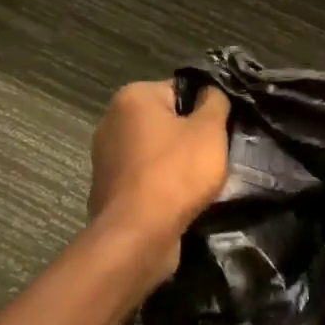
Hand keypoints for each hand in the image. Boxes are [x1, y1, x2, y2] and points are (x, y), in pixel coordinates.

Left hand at [88, 82, 231, 256]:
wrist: (138, 235)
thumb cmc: (176, 173)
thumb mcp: (210, 130)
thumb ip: (215, 102)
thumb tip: (210, 92)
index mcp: (133, 97)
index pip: (180, 89)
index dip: (205, 109)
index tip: (220, 131)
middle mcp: (111, 120)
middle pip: (166, 120)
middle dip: (190, 136)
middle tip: (214, 156)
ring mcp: (104, 156)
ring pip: (155, 150)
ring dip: (176, 162)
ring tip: (199, 182)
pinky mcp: (107, 187)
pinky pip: (144, 176)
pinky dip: (161, 184)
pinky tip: (178, 199)